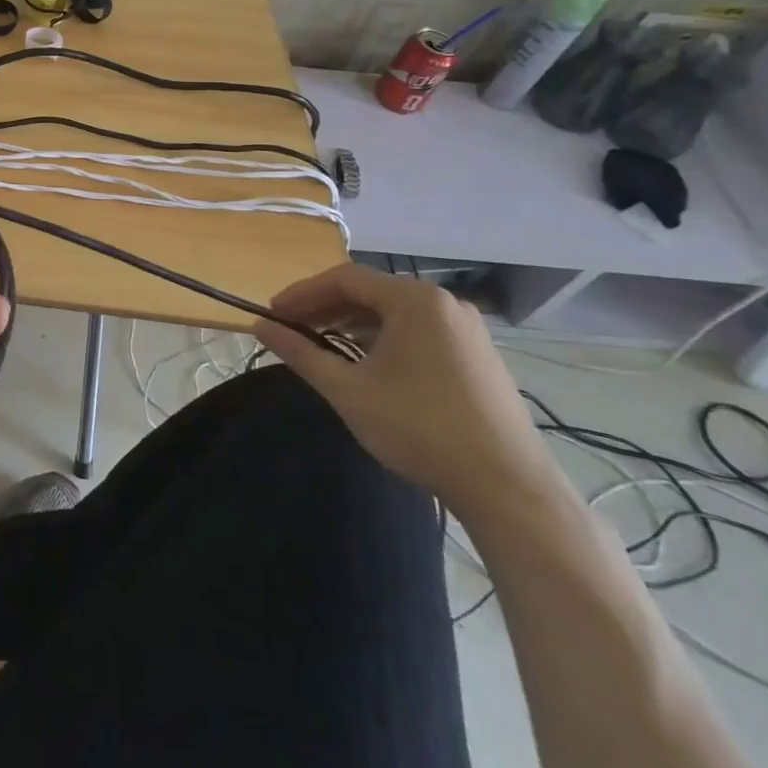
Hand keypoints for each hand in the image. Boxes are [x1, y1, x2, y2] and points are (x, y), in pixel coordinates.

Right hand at [252, 263, 559, 520]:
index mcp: (414, 300)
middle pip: (370, 292)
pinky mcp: (479, 356)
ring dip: (353, 324)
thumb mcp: (347, 390)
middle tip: (291, 330)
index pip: (344, 278)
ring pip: (394, 313)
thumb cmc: (419, 429)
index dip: (302, 293)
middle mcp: (444, 303)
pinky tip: (367, 365)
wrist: (508, 489)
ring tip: (322, 348)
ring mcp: (467, 329)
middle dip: (325, 308)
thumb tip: (259, 326)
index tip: (272, 314)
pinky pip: (419, 331)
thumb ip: (300, 352)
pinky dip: (384, 339)